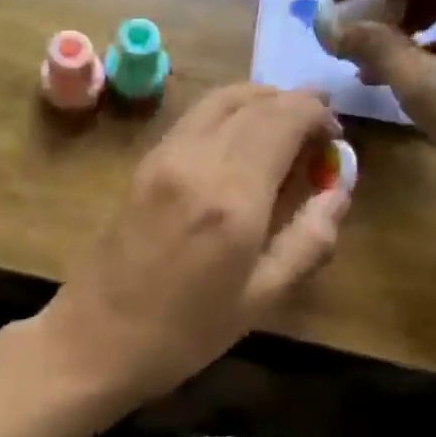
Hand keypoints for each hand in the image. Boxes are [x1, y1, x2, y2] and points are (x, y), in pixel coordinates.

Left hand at [36, 84, 348, 405]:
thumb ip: (309, 240)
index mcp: (233, 194)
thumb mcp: (261, 299)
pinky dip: (229, 112)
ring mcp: (165, 154)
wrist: (95, 338)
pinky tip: (242, 142)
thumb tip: (340, 192)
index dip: (318, 114)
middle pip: (255, 100)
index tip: (336, 136)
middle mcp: (198, 158)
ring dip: (260, 101)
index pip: (284, 117)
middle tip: (318, 132)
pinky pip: (196, 115)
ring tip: (285, 129)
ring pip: (221, 98)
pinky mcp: (145, 161)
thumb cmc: (185, 332)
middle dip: (294, 104)